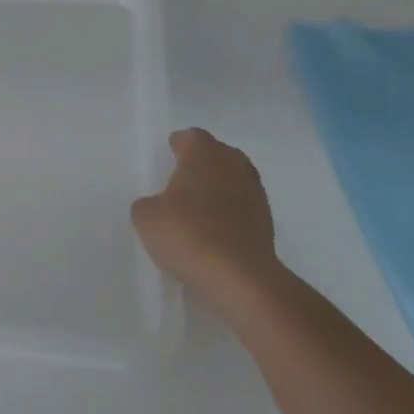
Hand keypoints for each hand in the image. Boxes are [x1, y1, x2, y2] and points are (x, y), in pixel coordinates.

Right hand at [132, 128, 276, 291]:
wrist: (240, 276)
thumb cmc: (188, 234)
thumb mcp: (146, 218)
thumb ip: (148, 204)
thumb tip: (158, 206)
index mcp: (203, 153)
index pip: (191, 137)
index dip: (178, 145)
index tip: (170, 156)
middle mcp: (233, 163)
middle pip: (216, 154)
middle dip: (201, 164)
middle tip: (182, 181)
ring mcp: (255, 191)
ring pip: (232, 179)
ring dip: (218, 188)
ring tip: (198, 208)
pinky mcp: (267, 220)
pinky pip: (242, 205)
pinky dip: (230, 212)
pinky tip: (215, 230)